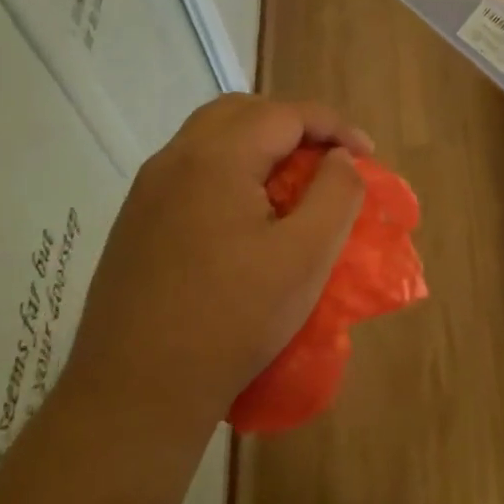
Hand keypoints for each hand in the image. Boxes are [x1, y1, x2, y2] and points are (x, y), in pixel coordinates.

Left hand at [64, 95, 370, 440]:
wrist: (136, 391)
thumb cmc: (233, 319)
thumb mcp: (306, 256)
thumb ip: (335, 193)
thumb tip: (340, 158)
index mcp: (215, 158)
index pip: (284, 113)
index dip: (334, 126)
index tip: (368, 154)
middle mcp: (174, 160)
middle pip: (242, 112)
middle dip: (294, 125)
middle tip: (328, 160)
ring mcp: (147, 191)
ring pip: (211, 138)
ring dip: (258, 145)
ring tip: (292, 183)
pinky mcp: (135, 222)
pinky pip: (190, 171)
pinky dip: (230, 170)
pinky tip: (246, 215)